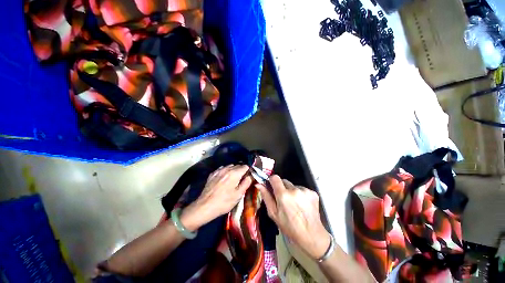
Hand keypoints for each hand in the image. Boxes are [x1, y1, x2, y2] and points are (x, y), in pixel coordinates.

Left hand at [181, 165, 251, 230]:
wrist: (205, 206)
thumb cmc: (224, 202)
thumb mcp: (238, 195)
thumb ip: (246, 183)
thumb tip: (250, 176)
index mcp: (234, 173)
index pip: (245, 166)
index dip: (248, 171)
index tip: (248, 177)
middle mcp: (227, 169)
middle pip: (238, 165)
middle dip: (241, 170)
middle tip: (241, 179)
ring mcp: (218, 171)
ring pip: (229, 166)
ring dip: (233, 170)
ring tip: (233, 179)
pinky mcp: (212, 174)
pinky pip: (222, 169)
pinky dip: (225, 171)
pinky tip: (224, 178)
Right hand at [257, 175, 330, 259]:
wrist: (312, 235)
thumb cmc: (289, 227)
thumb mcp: (273, 214)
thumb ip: (266, 196)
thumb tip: (259, 184)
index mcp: (283, 195)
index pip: (275, 177)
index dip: (272, 181)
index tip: (272, 186)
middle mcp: (294, 189)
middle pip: (284, 181)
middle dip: (281, 188)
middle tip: (283, 199)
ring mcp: (305, 191)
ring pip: (293, 185)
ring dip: (291, 191)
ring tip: (294, 204)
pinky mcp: (313, 192)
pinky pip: (302, 189)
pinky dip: (300, 194)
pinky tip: (302, 205)